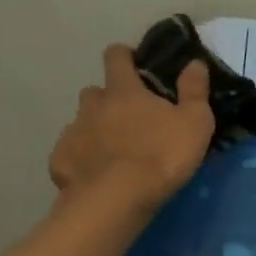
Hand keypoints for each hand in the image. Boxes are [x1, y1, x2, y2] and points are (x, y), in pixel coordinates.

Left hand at [49, 44, 214, 210]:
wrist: (118, 199)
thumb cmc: (161, 156)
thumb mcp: (195, 123)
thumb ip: (195, 91)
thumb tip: (195, 62)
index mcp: (123, 90)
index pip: (116, 57)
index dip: (124, 57)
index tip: (134, 65)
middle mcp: (92, 105)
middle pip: (95, 92)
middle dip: (108, 101)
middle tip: (128, 121)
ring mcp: (73, 132)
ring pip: (81, 123)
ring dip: (94, 130)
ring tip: (112, 152)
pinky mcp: (60, 161)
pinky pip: (69, 155)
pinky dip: (81, 161)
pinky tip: (94, 176)